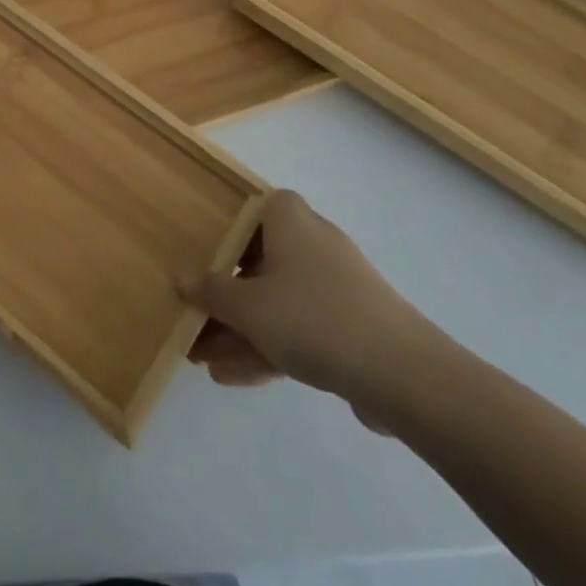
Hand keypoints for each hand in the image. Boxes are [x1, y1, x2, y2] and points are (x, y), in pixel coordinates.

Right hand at [183, 190, 443, 425]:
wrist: (403, 375)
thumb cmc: (312, 317)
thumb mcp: (247, 307)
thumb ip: (211, 292)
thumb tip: (182, 278)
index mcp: (288, 217)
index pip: (250, 208)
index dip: (223, 229)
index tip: (199, 254)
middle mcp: (313, 241)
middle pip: (258, 261)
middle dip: (225, 297)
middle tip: (194, 319)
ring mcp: (335, 285)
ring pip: (277, 301)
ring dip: (241, 331)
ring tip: (204, 360)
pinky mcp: (352, 326)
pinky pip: (299, 328)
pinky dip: (269, 347)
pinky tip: (234, 377)